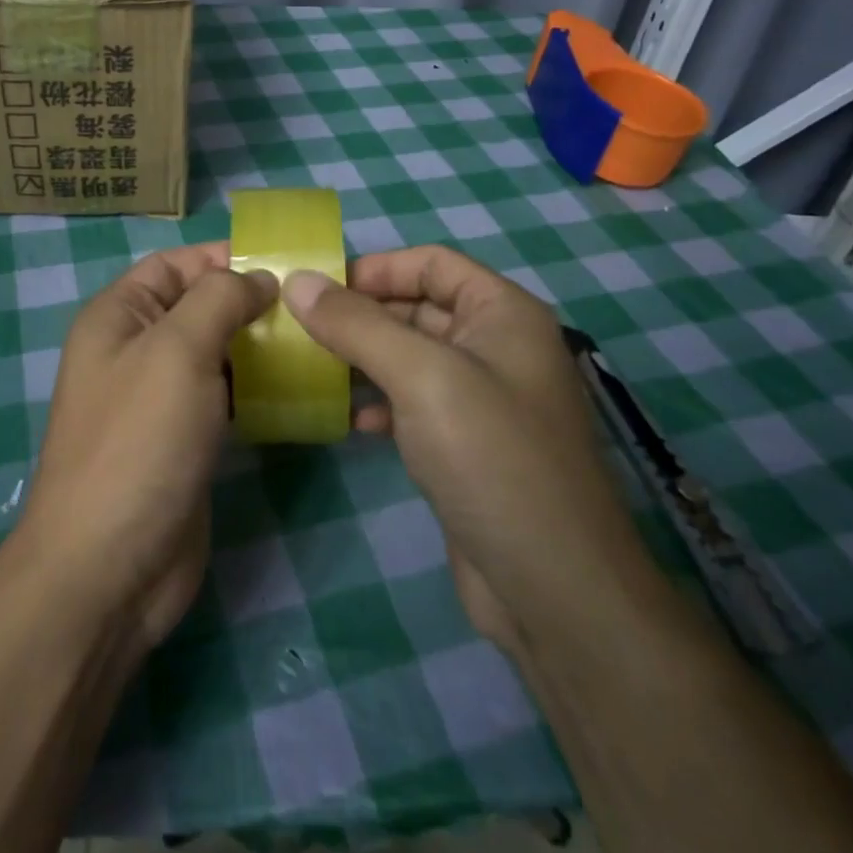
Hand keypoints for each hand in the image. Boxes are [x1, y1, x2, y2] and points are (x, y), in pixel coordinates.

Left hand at [19, 242, 275, 650]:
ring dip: (259, 345)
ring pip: (216, 353)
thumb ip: (219, 299)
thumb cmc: (139, 441)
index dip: (223, 258)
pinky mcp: (185, 440)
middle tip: (313, 305)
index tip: (285, 264)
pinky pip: (225, 397)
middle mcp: (135, 350)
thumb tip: (259, 279)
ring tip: (316, 341)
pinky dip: (257, 388)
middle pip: (198, 307)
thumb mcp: (177, 350)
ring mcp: (160, 399)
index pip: (174, 265)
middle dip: (250, 301)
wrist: (110, 567)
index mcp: (118, 317)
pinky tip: (298, 389)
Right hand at [282, 246, 641, 652]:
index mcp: (502, 312)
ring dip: (363, 359)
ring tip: (312, 370)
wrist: (554, 590)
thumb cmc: (492, 458)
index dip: (375, 268)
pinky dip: (380, 403)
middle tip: (299, 329)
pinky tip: (350, 423)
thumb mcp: (421, 377)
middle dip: (361, 315)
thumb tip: (297, 280)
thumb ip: (356, 324)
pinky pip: (414, 403)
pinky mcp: (467, 444)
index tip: (317, 289)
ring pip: (410, 357)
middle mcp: (497, 346)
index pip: (431, 262)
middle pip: (417, 307)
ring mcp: (483, 398)